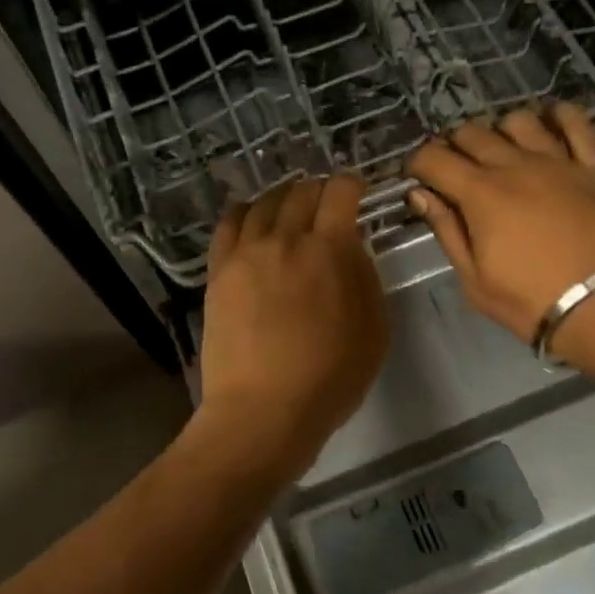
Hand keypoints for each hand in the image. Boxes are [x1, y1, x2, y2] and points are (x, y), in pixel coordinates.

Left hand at [197, 174, 388, 477]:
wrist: (264, 410)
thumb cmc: (330, 377)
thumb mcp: (375, 329)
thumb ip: (365, 277)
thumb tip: (350, 247)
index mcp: (330, 248)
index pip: (340, 192)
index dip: (352, 183)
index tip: (357, 189)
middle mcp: (286, 237)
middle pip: (301, 192)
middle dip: (319, 189)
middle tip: (325, 201)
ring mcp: (247, 252)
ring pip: (264, 202)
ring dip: (282, 196)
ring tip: (289, 204)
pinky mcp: (219, 270)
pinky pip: (228, 224)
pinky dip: (244, 211)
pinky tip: (250, 216)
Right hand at [408, 103, 594, 361]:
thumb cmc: (531, 302)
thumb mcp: (474, 279)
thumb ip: (447, 230)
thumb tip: (420, 195)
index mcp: (480, 194)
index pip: (434, 158)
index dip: (417, 163)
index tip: (415, 176)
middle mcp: (515, 166)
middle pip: (472, 133)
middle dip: (452, 145)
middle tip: (452, 168)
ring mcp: (557, 162)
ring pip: (518, 121)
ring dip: (499, 130)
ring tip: (498, 150)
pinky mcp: (593, 168)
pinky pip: (577, 124)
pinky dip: (559, 114)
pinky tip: (548, 120)